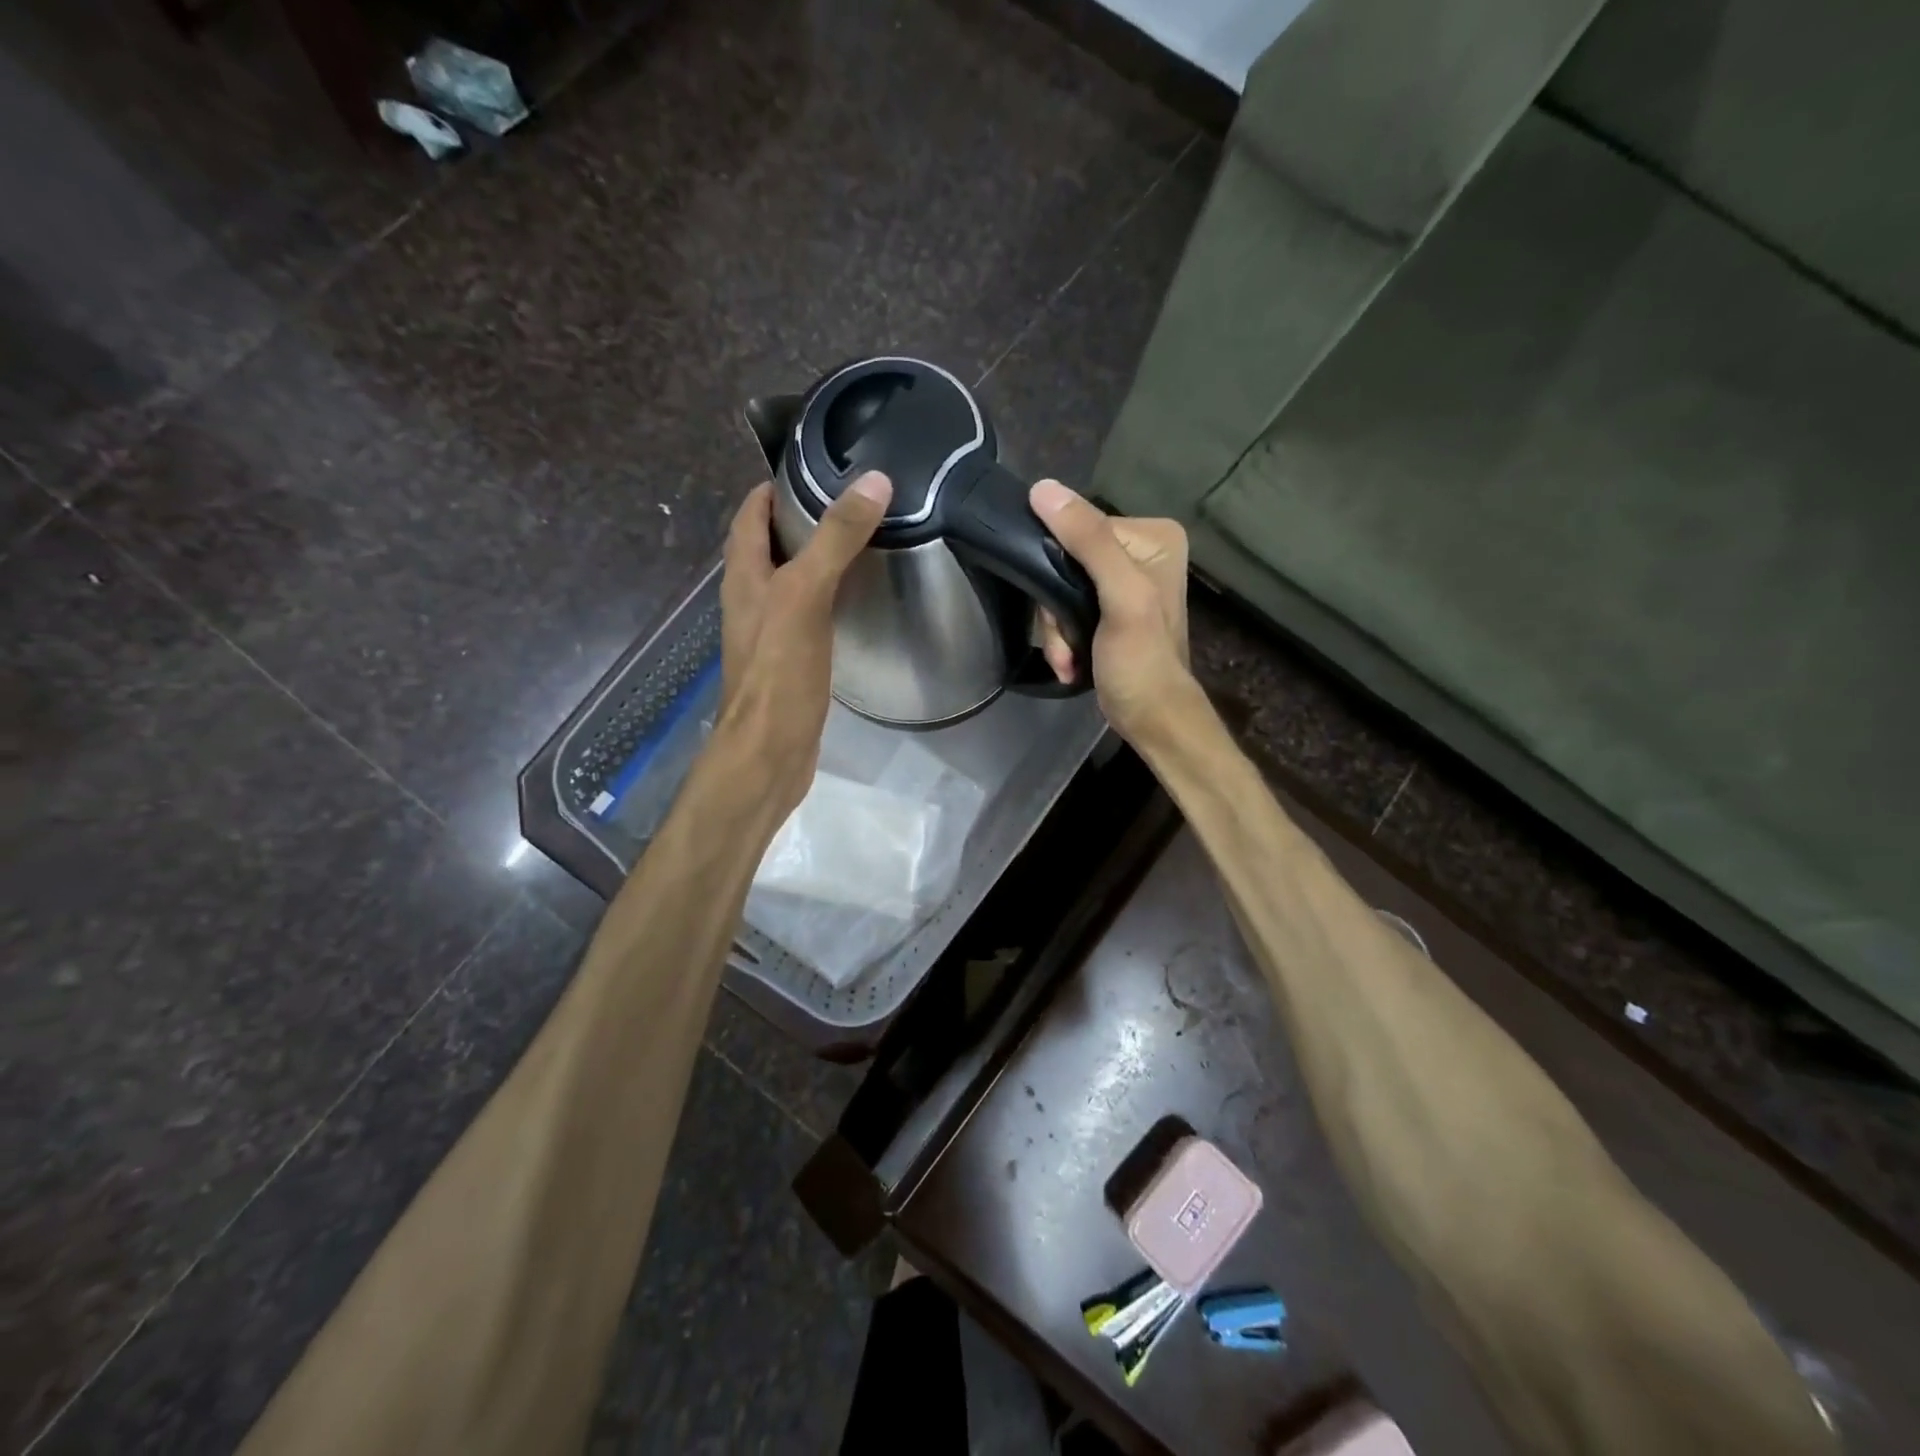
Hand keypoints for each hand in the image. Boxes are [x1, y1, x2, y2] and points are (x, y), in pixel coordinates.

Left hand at [719, 472, 891, 812]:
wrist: (770, 750)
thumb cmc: (779, 670)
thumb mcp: (806, 594)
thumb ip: (835, 538)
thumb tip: (873, 481)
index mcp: (744, 576)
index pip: (749, 514)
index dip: (774, 487)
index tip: (816, 466)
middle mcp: (751, 599)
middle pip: (769, 545)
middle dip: (800, 519)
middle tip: (850, 502)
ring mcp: (770, 632)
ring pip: (790, 581)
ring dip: (815, 559)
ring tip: (859, 541)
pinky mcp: (790, 661)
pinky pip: (807, 615)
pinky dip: (827, 598)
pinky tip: (856, 601)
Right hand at [1028, 479, 1194, 745]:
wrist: (1151, 718)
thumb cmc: (1141, 661)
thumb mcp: (1120, 596)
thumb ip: (1088, 541)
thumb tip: (1042, 488)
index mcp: (1153, 536)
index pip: (1080, 530)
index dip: (1058, 570)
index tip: (1058, 615)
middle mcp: (1141, 550)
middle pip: (1067, 561)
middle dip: (1056, 611)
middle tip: (1065, 645)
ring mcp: (1123, 581)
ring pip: (1061, 588)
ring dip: (1057, 631)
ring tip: (1068, 659)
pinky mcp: (1109, 608)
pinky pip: (1068, 608)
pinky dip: (1064, 638)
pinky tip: (1071, 662)